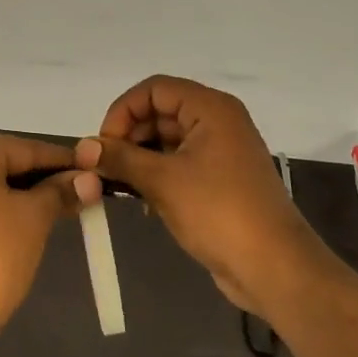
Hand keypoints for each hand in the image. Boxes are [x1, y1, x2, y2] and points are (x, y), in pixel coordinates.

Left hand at [0, 135, 101, 354]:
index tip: (97, 170)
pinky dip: (3, 212)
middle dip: (45, 179)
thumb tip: (90, 180)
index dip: (64, 160)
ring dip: (26, 197)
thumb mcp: (34, 217)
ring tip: (65, 209)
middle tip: (85, 193)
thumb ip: (60, 192)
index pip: (25, 148)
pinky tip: (31, 225)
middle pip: (6, 164)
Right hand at [76, 76, 322, 317]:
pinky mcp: (220, 180)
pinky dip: (157, 174)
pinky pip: (179, 163)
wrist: (274, 267)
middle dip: (129, 136)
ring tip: (117, 185)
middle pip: (160, 112)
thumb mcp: (162, 182)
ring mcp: (221, 151)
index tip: (103, 145)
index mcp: (210, 109)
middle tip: (104, 168)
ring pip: (167, 140)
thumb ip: (120, 158)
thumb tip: (83, 147)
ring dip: (140, 158)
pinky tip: (141, 201)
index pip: (154, 89)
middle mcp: (218, 121)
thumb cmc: (218, 212)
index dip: (123, 111)